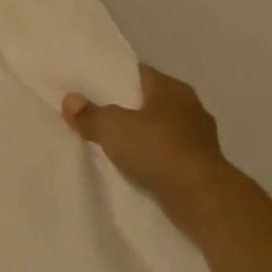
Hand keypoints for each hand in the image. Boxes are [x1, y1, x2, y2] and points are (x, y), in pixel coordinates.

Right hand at [62, 63, 226, 203]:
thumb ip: (89, 114)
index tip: (90, 86)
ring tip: (110, 142)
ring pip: (159, 129)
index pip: (138, 73)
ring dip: (140, 135)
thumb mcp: (112, 128)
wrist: (201, 198)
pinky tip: (133, 166)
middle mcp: (189, 107)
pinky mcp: (200, 165)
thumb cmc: (158, 150)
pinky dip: (151, 157)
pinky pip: (167, 154)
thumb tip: (70, 100)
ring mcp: (199, 138)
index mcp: (172, 88)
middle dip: (124, 107)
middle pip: (148, 101)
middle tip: (94, 114)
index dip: (113, 77)